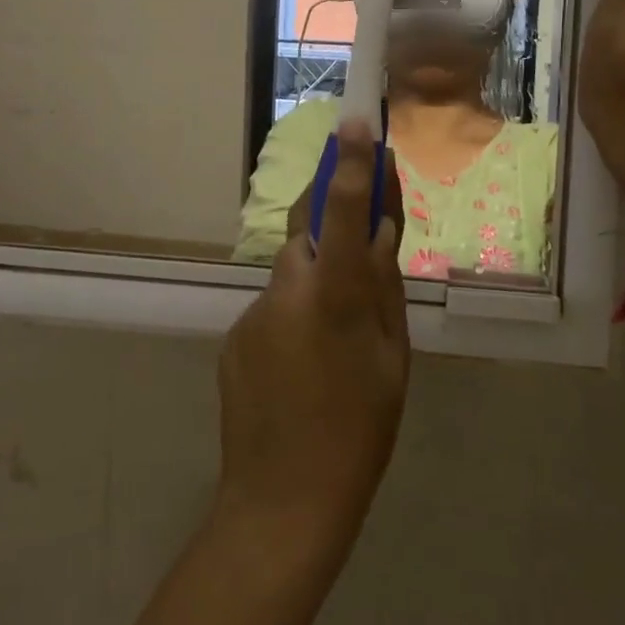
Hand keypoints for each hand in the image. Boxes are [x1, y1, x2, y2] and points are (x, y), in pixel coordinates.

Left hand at [218, 120, 408, 552]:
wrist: (280, 503)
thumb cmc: (357, 434)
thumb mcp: (392, 359)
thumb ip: (383, 288)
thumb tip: (377, 233)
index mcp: (334, 298)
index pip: (342, 213)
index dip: (350, 164)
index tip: (355, 121)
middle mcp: (285, 291)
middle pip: (307, 233)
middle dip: (330, 230)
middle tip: (356, 259)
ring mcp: (251, 312)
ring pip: (291, 273)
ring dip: (315, 285)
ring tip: (331, 344)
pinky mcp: (233, 334)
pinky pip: (272, 306)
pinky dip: (291, 317)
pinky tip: (301, 368)